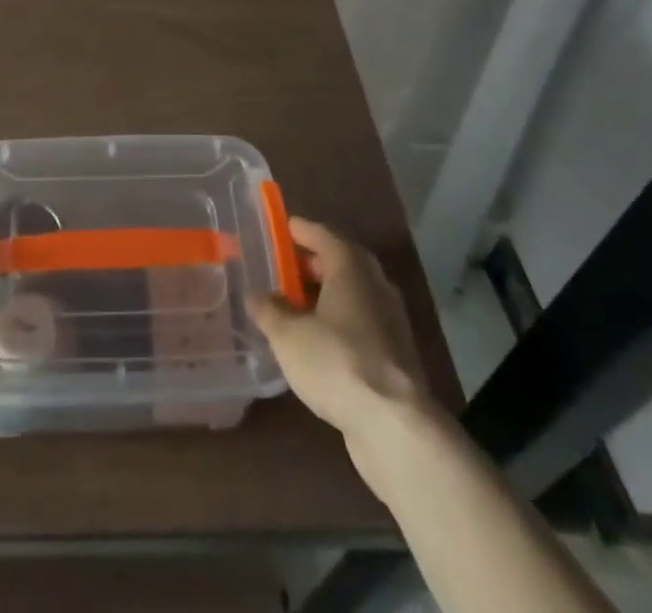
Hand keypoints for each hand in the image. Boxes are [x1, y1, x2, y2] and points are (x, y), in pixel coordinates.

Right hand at [248, 218, 438, 446]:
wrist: (395, 425)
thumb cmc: (337, 362)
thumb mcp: (288, 335)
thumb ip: (269, 310)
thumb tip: (256, 295)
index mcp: (350, 267)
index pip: (323, 234)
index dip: (300, 230)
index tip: (282, 226)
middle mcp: (375, 285)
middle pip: (341, 262)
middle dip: (313, 262)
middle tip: (285, 266)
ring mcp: (390, 321)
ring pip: (353, 294)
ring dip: (326, 294)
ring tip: (296, 304)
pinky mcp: (395, 355)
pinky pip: (361, 323)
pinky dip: (339, 321)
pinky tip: (318, 340)